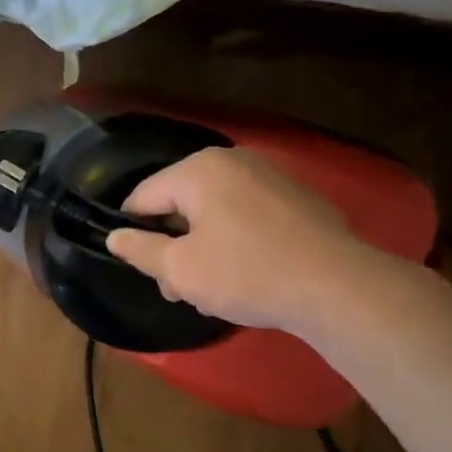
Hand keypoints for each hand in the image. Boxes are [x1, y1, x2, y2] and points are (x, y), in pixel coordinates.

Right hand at [105, 146, 384, 333]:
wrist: (337, 287)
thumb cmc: (245, 273)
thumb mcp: (180, 269)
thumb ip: (140, 250)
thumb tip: (114, 236)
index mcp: (197, 170)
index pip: (142, 197)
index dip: (133, 233)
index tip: (144, 269)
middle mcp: (232, 161)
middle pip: (179, 203)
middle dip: (172, 246)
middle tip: (178, 289)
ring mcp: (268, 176)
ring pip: (213, 211)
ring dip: (202, 247)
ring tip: (211, 290)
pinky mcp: (296, 198)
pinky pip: (246, 215)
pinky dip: (235, 240)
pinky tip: (247, 274)